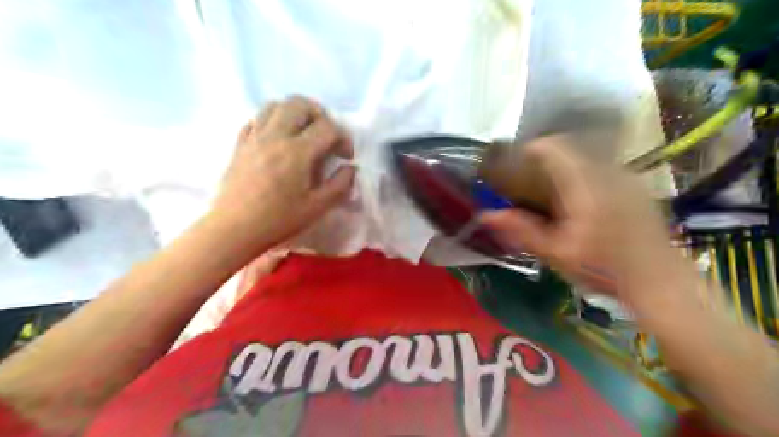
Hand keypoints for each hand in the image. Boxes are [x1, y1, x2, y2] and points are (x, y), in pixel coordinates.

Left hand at [206, 96, 352, 252]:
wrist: (234, 229)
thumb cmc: (278, 220)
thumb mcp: (317, 207)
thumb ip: (339, 185)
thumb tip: (350, 168)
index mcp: (297, 152)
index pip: (327, 128)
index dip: (343, 138)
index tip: (345, 156)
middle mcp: (275, 136)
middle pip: (299, 104)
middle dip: (319, 114)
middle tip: (325, 135)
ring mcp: (254, 137)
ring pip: (275, 105)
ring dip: (295, 113)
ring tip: (303, 133)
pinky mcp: (240, 144)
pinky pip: (256, 119)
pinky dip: (272, 121)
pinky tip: (278, 140)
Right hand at [477, 137, 671, 299]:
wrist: (662, 284)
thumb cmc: (605, 270)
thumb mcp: (556, 253)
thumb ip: (521, 230)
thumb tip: (487, 215)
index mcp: (585, 185)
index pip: (553, 147)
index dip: (529, 150)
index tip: (515, 165)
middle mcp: (608, 172)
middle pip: (569, 147)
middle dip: (544, 159)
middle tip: (528, 181)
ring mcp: (626, 177)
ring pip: (586, 155)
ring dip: (563, 166)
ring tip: (550, 191)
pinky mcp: (635, 186)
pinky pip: (601, 166)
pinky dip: (581, 174)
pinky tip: (578, 201)